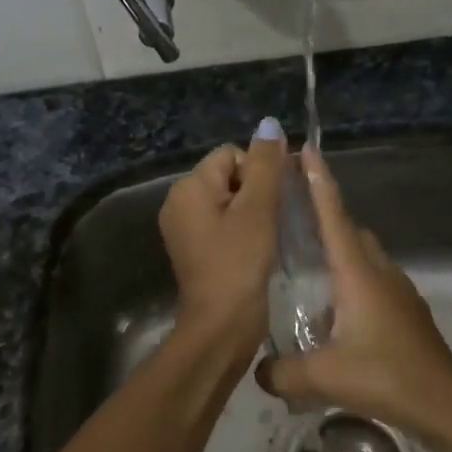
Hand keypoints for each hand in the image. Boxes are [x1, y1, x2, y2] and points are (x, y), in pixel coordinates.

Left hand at [158, 119, 284, 363]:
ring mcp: (185, 229)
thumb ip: (266, 164)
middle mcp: (179, 203)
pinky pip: (223, 224)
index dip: (258, 172)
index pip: (231, 155)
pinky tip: (256, 250)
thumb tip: (269, 124)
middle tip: (270, 223)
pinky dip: (242, 231)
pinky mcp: (195, 251)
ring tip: (266, 238)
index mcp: (188, 187)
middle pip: (229, 176)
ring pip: (229, 201)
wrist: (221, 326)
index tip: (271, 203)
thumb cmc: (240, 262)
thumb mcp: (258, 209)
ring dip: (253, 213)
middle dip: (255, 192)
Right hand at [257, 146, 451, 439]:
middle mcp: (379, 272)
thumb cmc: (384, 377)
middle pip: (350, 232)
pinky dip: (352, 284)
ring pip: (364, 258)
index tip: (307, 151)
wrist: (444, 404)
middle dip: (326, 217)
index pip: (334, 217)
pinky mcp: (407, 312)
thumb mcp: (323, 377)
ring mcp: (398, 291)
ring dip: (340, 256)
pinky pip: (374, 283)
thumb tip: (258, 370)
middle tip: (295, 216)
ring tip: (309, 273)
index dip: (319, 183)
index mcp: (358, 274)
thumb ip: (281, 372)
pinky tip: (336, 319)